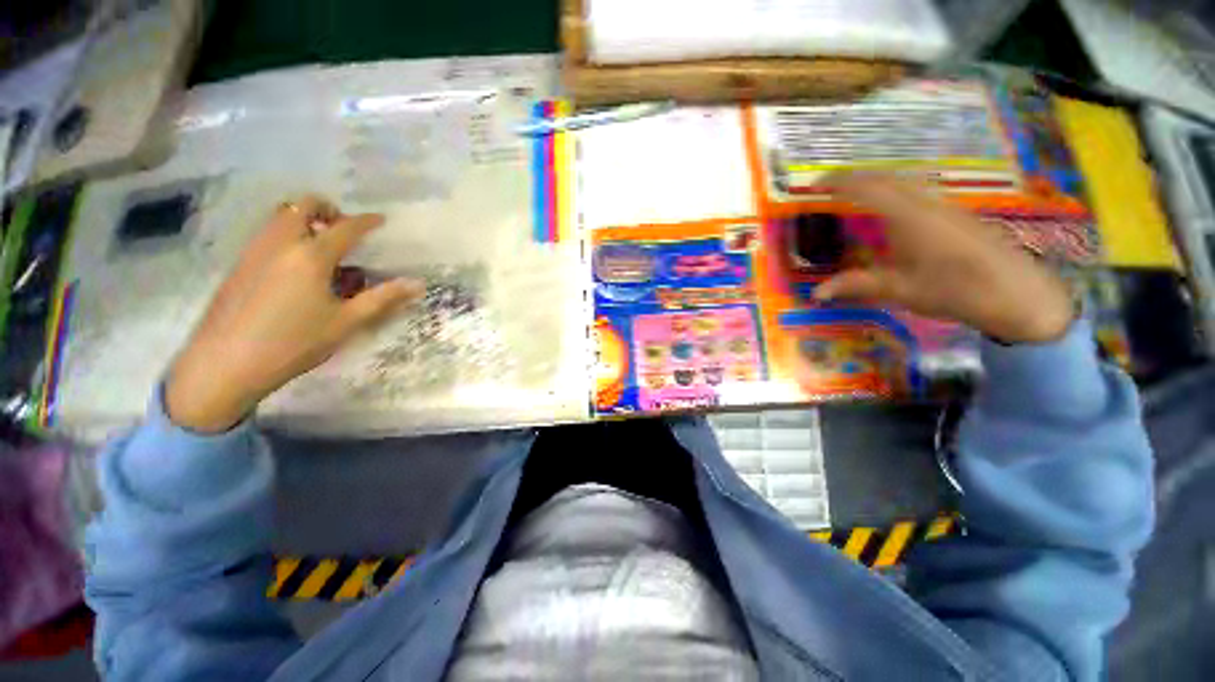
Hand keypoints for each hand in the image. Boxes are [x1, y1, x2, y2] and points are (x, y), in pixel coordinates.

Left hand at [166, 197, 422, 431]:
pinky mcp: (239, 264)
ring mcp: (255, 251)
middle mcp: (280, 244)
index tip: (380, 219)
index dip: (366, 221)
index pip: (345, 228)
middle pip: (302, 206)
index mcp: (310, 256)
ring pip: (280, 217)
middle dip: (327, 209)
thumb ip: (383, 298)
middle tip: (343, 229)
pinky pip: (267, 234)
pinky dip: (286, 234)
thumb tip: (417, 284)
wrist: (225, 363)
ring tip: (322, 246)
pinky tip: (295, 265)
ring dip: (304, 219)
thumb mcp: (347, 322)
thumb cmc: (294, 342)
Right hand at [814, 173, 1074, 344]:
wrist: (1020, 295)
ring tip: (854, 195)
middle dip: (855, 178)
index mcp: (911, 218)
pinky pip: (918, 191)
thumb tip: (816, 293)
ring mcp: (946, 206)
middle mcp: (928, 204)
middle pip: (887, 178)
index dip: (839, 183)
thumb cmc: (958, 292)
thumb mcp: (902, 291)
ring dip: (876, 182)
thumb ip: (858, 285)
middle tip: (829, 188)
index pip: (868, 189)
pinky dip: (894, 191)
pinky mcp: (956, 214)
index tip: (815, 185)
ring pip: (905, 182)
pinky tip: (890, 210)